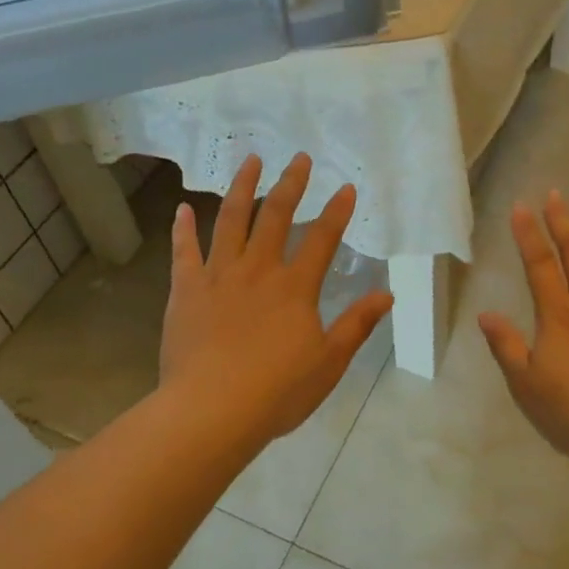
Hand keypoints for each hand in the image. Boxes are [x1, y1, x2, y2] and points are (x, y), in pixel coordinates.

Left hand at [159, 152, 394, 454]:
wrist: (211, 410)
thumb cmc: (276, 391)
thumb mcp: (329, 363)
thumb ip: (356, 325)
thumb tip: (386, 294)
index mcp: (295, 287)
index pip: (322, 239)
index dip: (337, 212)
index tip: (347, 188)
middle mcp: (258, 270)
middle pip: (276, 216)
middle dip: (291, 184)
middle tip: (300, 158)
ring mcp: (218, 276)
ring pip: (230, 220)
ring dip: (242, 188)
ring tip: (250, 161)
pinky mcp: (186, 290)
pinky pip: (184, 252)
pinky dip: (183, 229)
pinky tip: (181, 208)